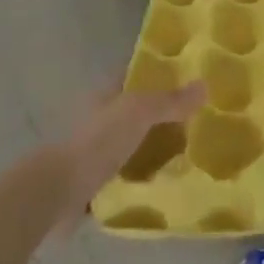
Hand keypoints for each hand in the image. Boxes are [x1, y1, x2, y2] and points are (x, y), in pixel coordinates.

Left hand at [40, 82, 206, 231]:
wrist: (58, 192)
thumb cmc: (98, 142)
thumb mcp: (139, 113)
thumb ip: (170, 101)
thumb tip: (205, 85)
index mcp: (104, 94)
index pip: (134, 74)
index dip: (159, 71)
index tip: (190, 75)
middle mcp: (99, 118)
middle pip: (136, 109)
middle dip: (163, 112)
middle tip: (200, 117)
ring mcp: (95, 150)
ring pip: (133, 140)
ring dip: (156, 145)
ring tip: (191, 150)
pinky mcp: (96, 179)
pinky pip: (128, 171)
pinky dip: (147, 173)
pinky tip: (169, 179)